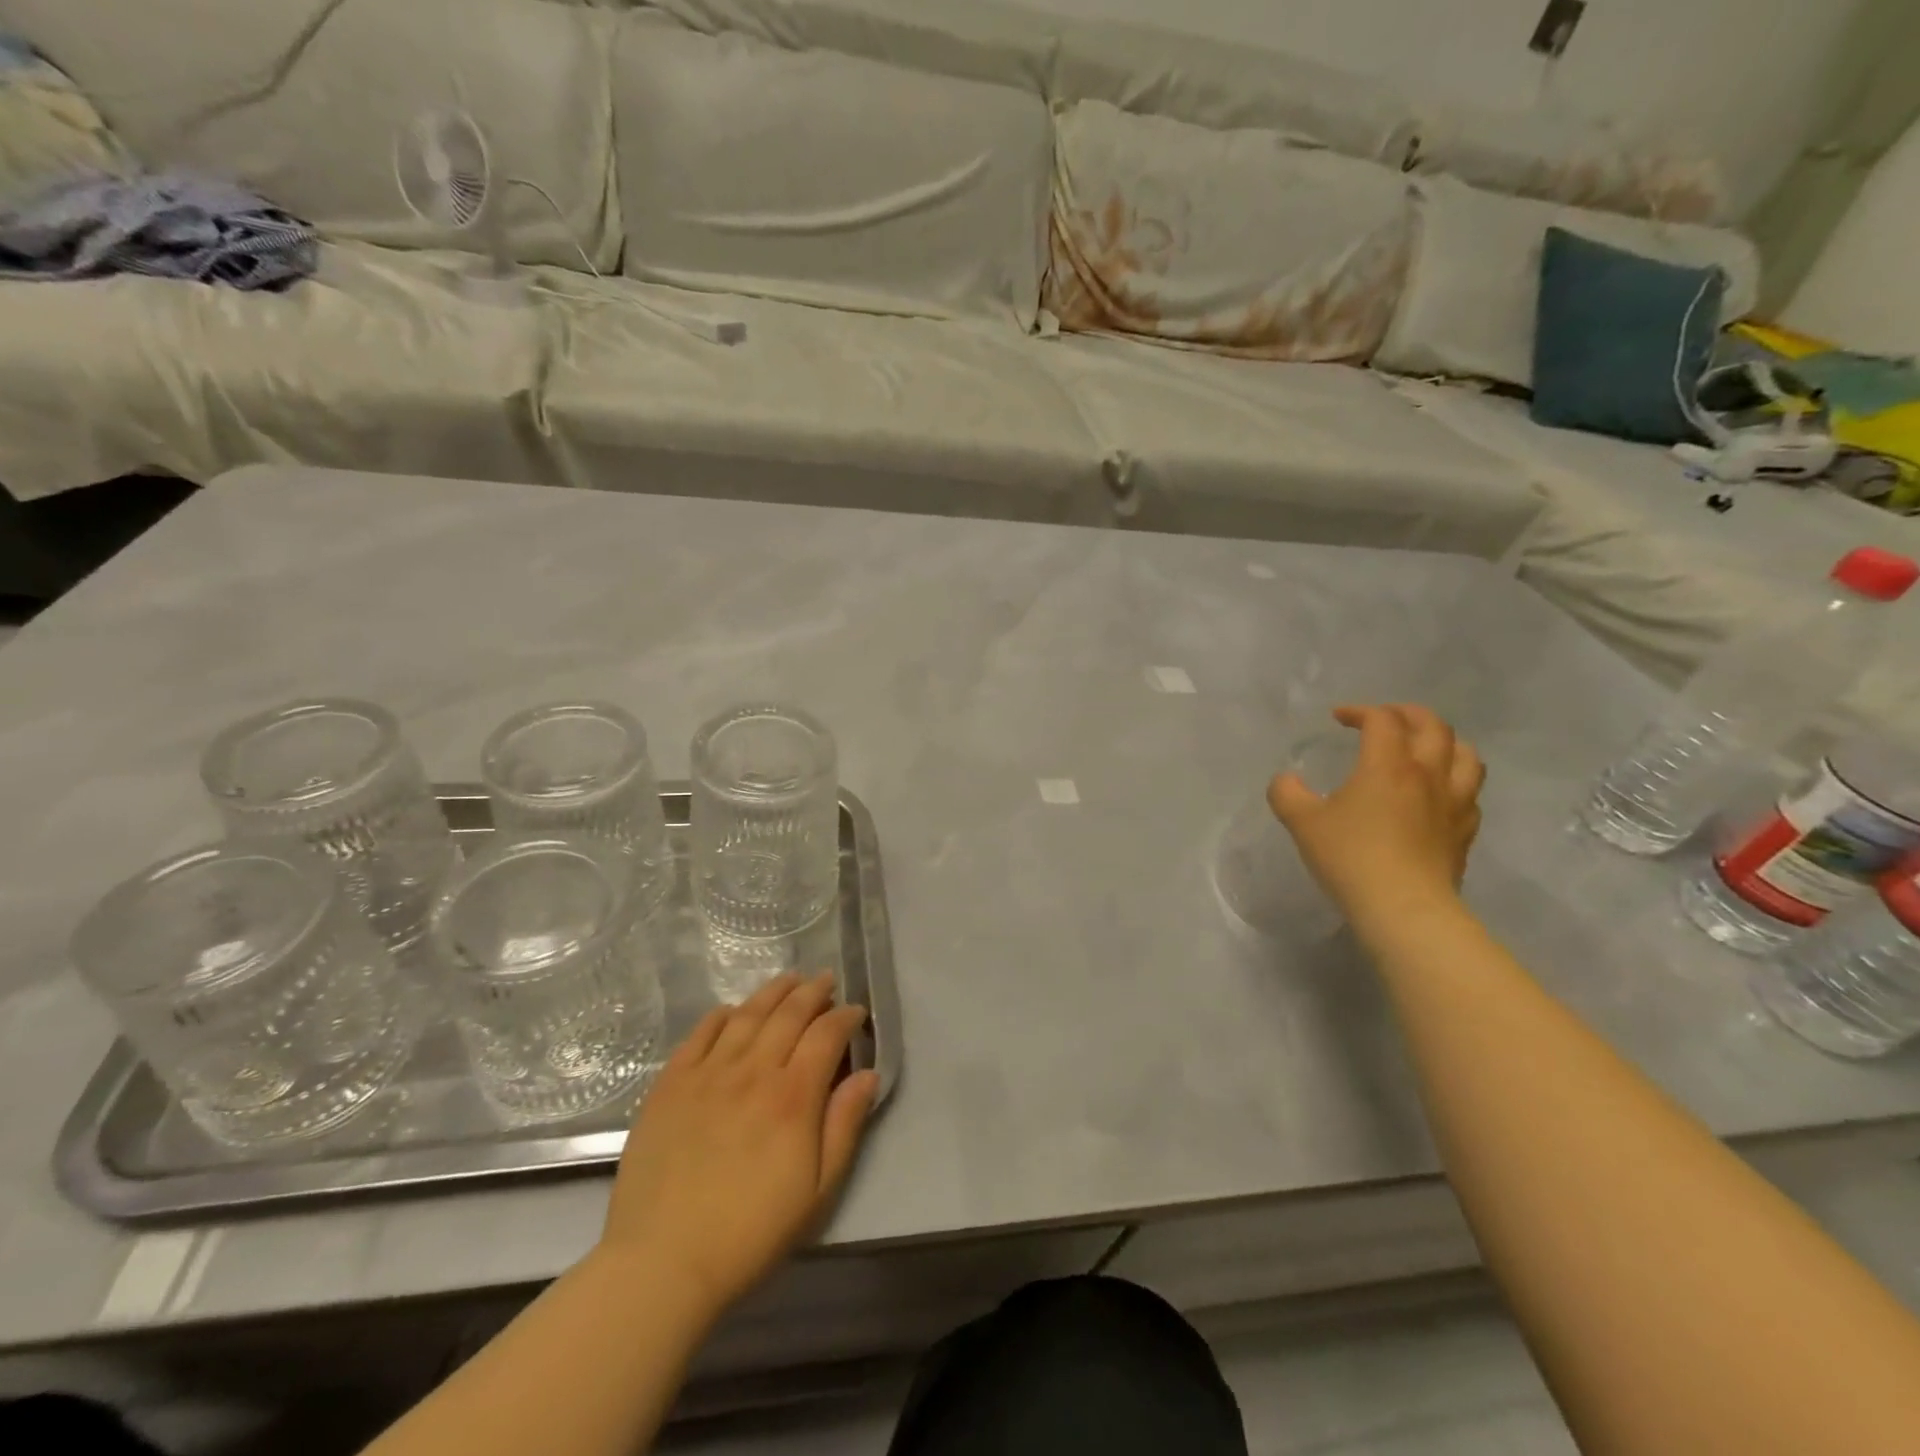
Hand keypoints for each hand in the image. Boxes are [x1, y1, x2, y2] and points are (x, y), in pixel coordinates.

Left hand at [599, 972, 880, 1315]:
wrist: (663, 1262)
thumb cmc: (751, 1233)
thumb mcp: (817, 1191)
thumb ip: (845, 1126)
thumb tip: (868, 1074)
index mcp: (793, 1096)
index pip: (827, 1034)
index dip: (846, 1016)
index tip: (856, 1011)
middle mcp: (753, 1071)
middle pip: (789, 1013)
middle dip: (813, 992)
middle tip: (826, 981)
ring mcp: (708, 1073)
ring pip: (747, 1014)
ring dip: (773, 992)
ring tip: (789, 980)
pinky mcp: (671, 1083)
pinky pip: (701, 1033)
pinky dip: (722, 1014)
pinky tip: (733, 1010)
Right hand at [1268, 704, 1485, 923]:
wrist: (1403, 907)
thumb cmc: (1350, 857)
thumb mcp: (1301, 822)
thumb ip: (1287, 793)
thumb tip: (1286, 780)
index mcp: (1388, 764)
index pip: (1382, 720)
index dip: (1360, 711)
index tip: (1338, 718)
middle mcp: (1427, 774)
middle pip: (1433, 726)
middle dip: (1408, 714)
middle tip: (1386, 718)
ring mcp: (1454, 802)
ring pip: (1465, 754)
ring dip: (1444, 742)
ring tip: (1425, 748)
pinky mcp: (1465, 831)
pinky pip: (1470, 793)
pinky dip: (1456, 781)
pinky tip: (1440, 794)